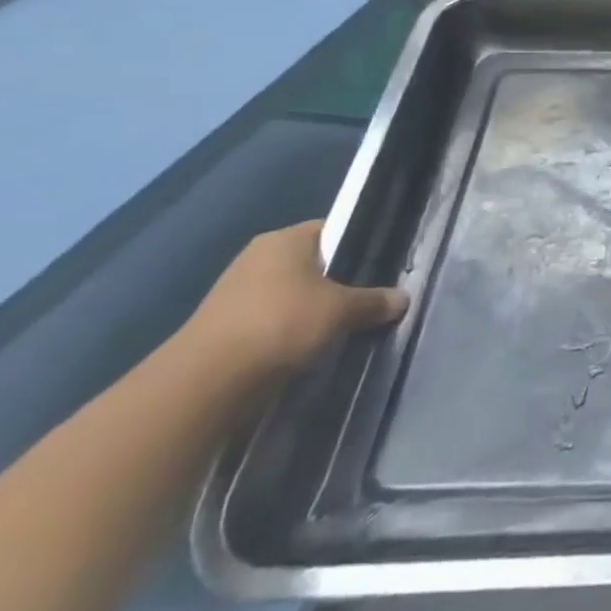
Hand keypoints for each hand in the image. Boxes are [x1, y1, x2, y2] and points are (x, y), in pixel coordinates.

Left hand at [180, 220, 405, 377]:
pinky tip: (312, 345)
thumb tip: (403, 298)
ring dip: (315, 309)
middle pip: (314, 263)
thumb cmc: (281, 323)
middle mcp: (259, 257)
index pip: (333, 230)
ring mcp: (238, 291)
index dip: (359, 245)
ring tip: (344, 325)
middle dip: (340, 281)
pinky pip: (274, 318)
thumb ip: (374, 301)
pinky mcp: (227, 325)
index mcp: (285, 240)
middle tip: (369, 299)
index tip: (382, 266)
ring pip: (294, 293)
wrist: (207, 380)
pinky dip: (293, 329)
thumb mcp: (341, 310)